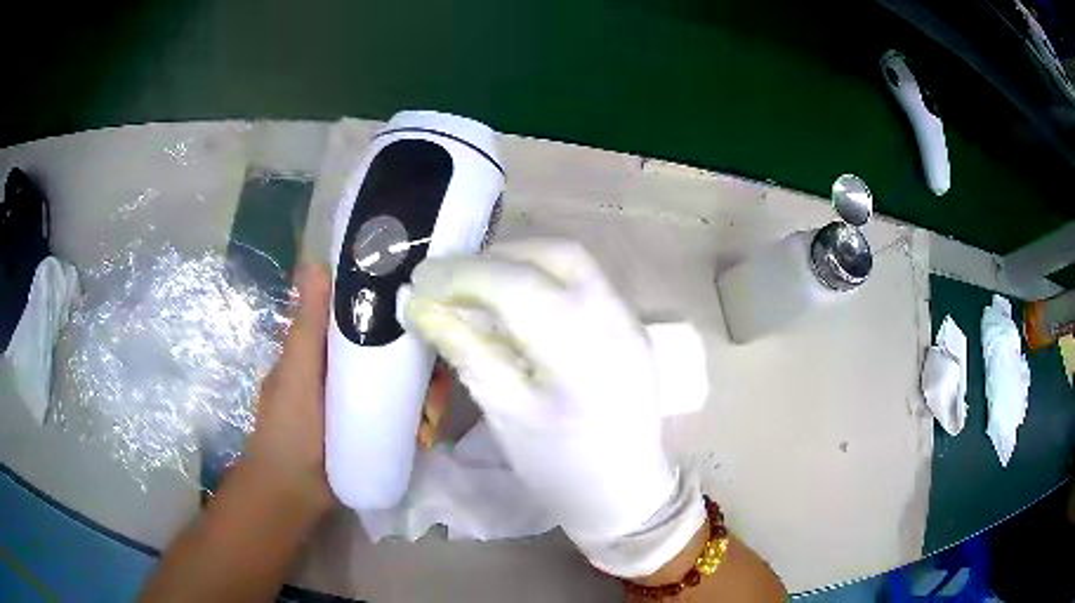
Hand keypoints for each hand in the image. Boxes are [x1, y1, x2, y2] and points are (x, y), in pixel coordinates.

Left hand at [241, 263, 451, 516]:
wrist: (295, 493)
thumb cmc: (289, 428)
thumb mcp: (297, 372)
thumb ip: (308, 325)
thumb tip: (314, 261)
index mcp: (325, 348)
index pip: (365, 315)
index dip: (395, 309)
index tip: (424, 312)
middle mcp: (347, 369)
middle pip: (392, 350)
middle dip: (420, 362)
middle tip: (436, 383)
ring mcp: (363, 400)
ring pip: (403, 382)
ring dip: (425, 395)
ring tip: (432, 419)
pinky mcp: (376, 427)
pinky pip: (404, 413)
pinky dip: (420, 419)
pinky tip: (428, 431)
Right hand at [406, 239, 704, 577]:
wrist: (624, 493)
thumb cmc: (558, 468)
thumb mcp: (504, 413)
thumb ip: (466, 349)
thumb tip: (422, 304)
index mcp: (581, 351)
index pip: (516, 284)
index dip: (461, 274)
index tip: (421, 279)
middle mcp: (616, 319)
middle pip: (554, 254)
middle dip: (495, 257)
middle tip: (452, 280)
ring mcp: (630, 319)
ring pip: (573, 261)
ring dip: (522, 261)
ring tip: (481, 286)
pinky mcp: (632, 326)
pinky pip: (586, 282)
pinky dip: (546, 277)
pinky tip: (521, 303)